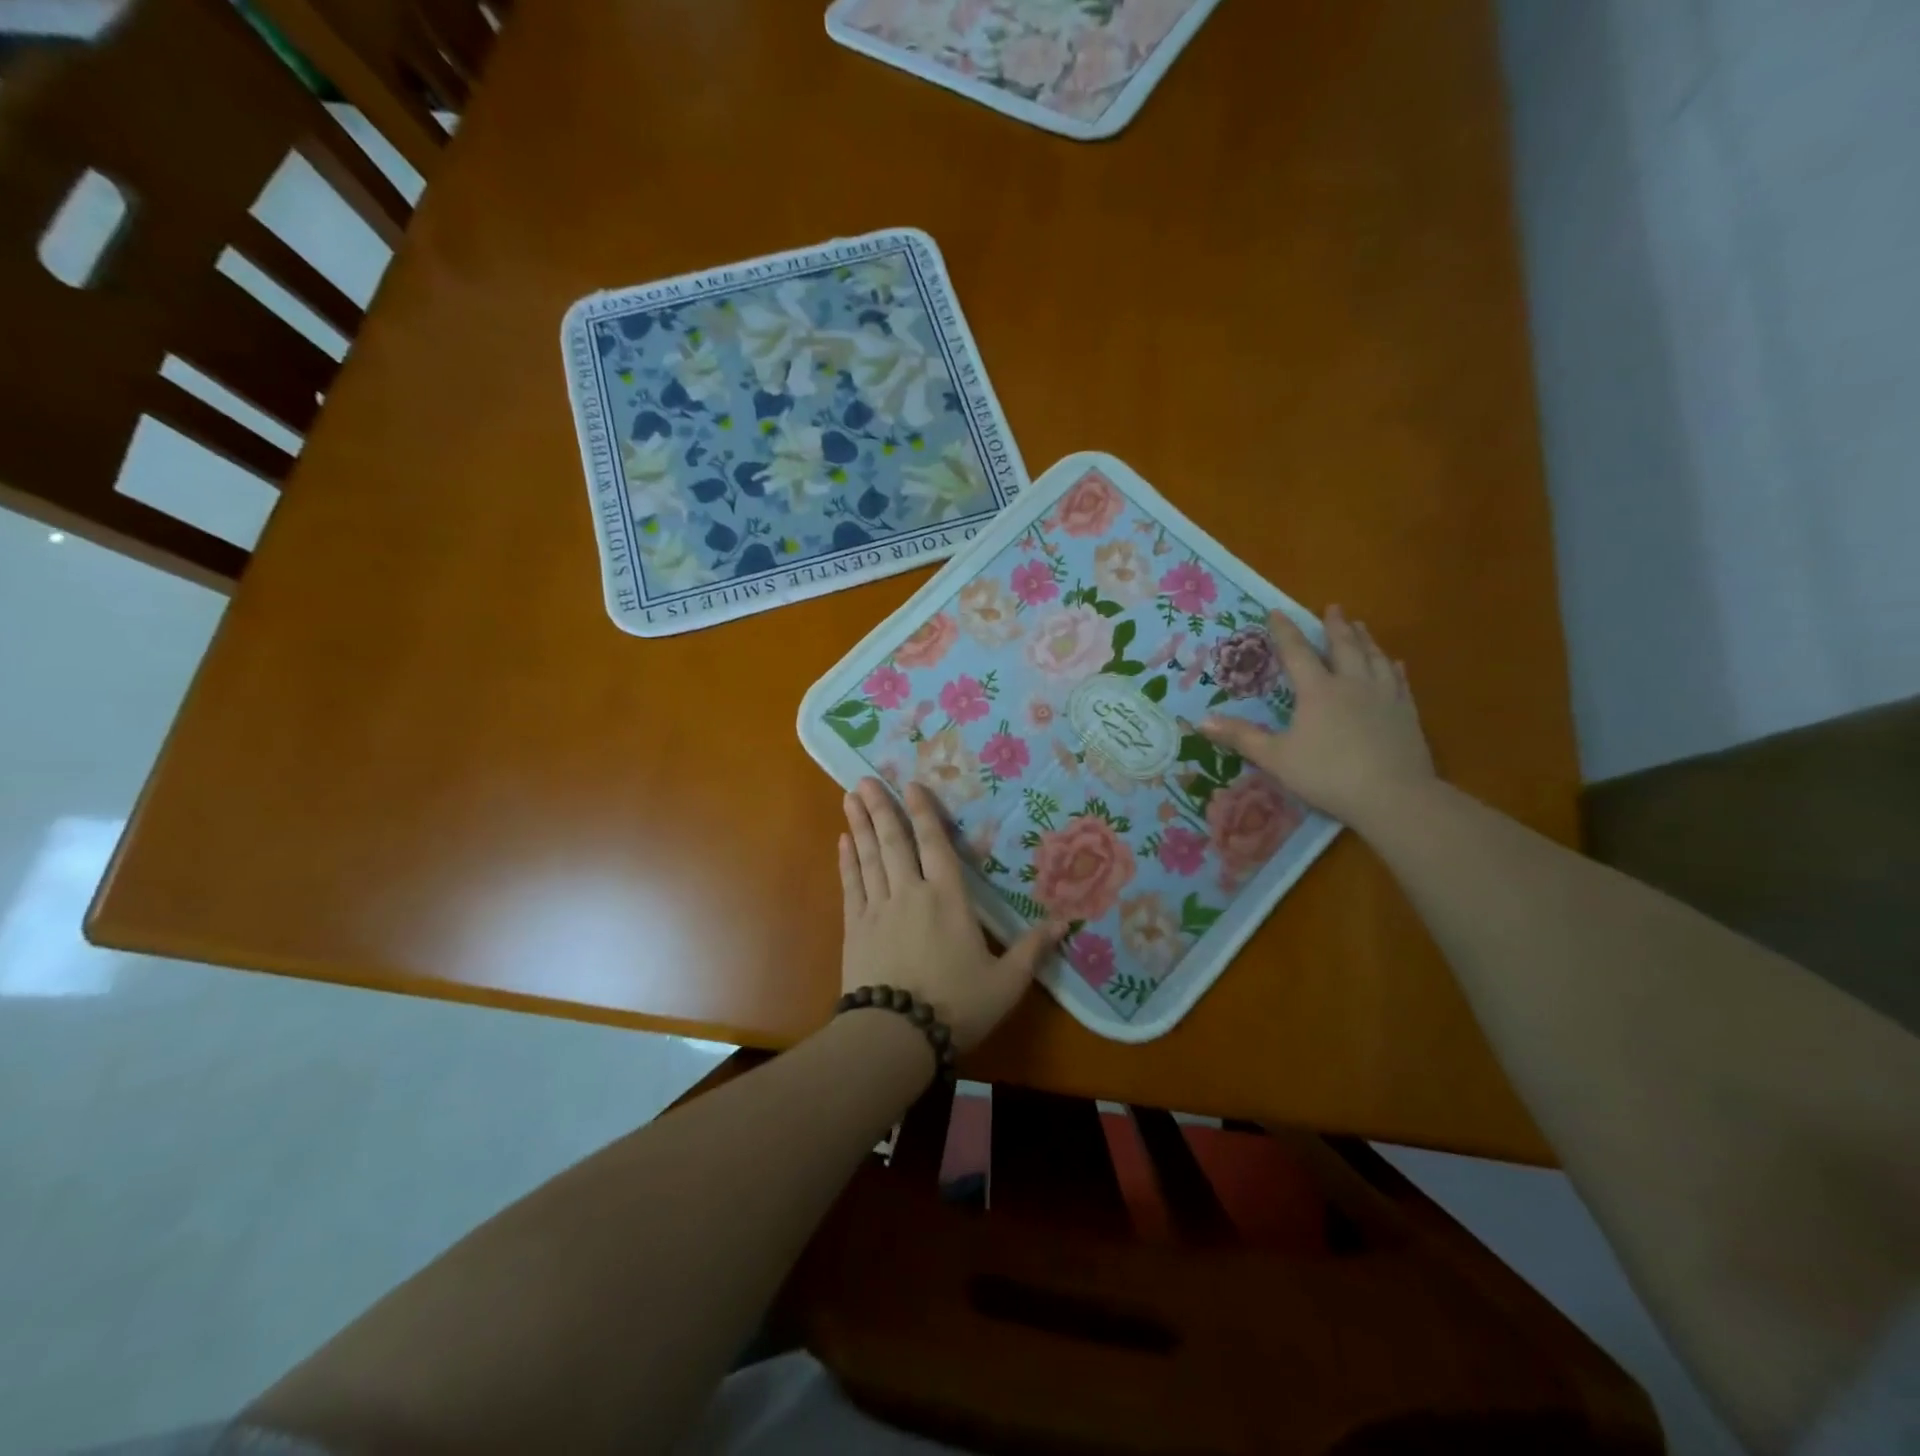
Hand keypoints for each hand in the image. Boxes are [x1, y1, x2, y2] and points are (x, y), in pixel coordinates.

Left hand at [839, 778, 1065, 1051]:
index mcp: (949, 899)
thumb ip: (1032, 949)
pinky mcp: (855, 928)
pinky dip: (848, 861)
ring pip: (869, 857)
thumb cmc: (957, 1006)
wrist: (896, 1036)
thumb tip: (1066, 922)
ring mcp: (878, 909)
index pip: (935, 845)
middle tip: (865, 779)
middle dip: (881, 808)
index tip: (911, 786)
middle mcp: (911, 893)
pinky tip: (843, 843)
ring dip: (861, 825)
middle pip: (895, 842)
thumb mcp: (1005, 982)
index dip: (924, 813)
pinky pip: (851, 885)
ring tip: (850, 797)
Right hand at [1199, 605, 1435, 834]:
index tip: (1277, 611)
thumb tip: (1201, 721)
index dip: (1285, 631)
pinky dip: (1394, 667)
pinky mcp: (1406, 713)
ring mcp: (1384, 696)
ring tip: (1361, 626)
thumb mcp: (1275, 758)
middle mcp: (1352, 684)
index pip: (1297, 653)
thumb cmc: (1327, 774)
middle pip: (1343, 647)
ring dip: (1365, 639)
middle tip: (1333, 607)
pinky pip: (1399, 681)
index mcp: (1317, 691)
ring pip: (1374, 658)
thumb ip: (1241, 737)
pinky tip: (1395, 663)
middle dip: (1335, 626)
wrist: (1393, 796)